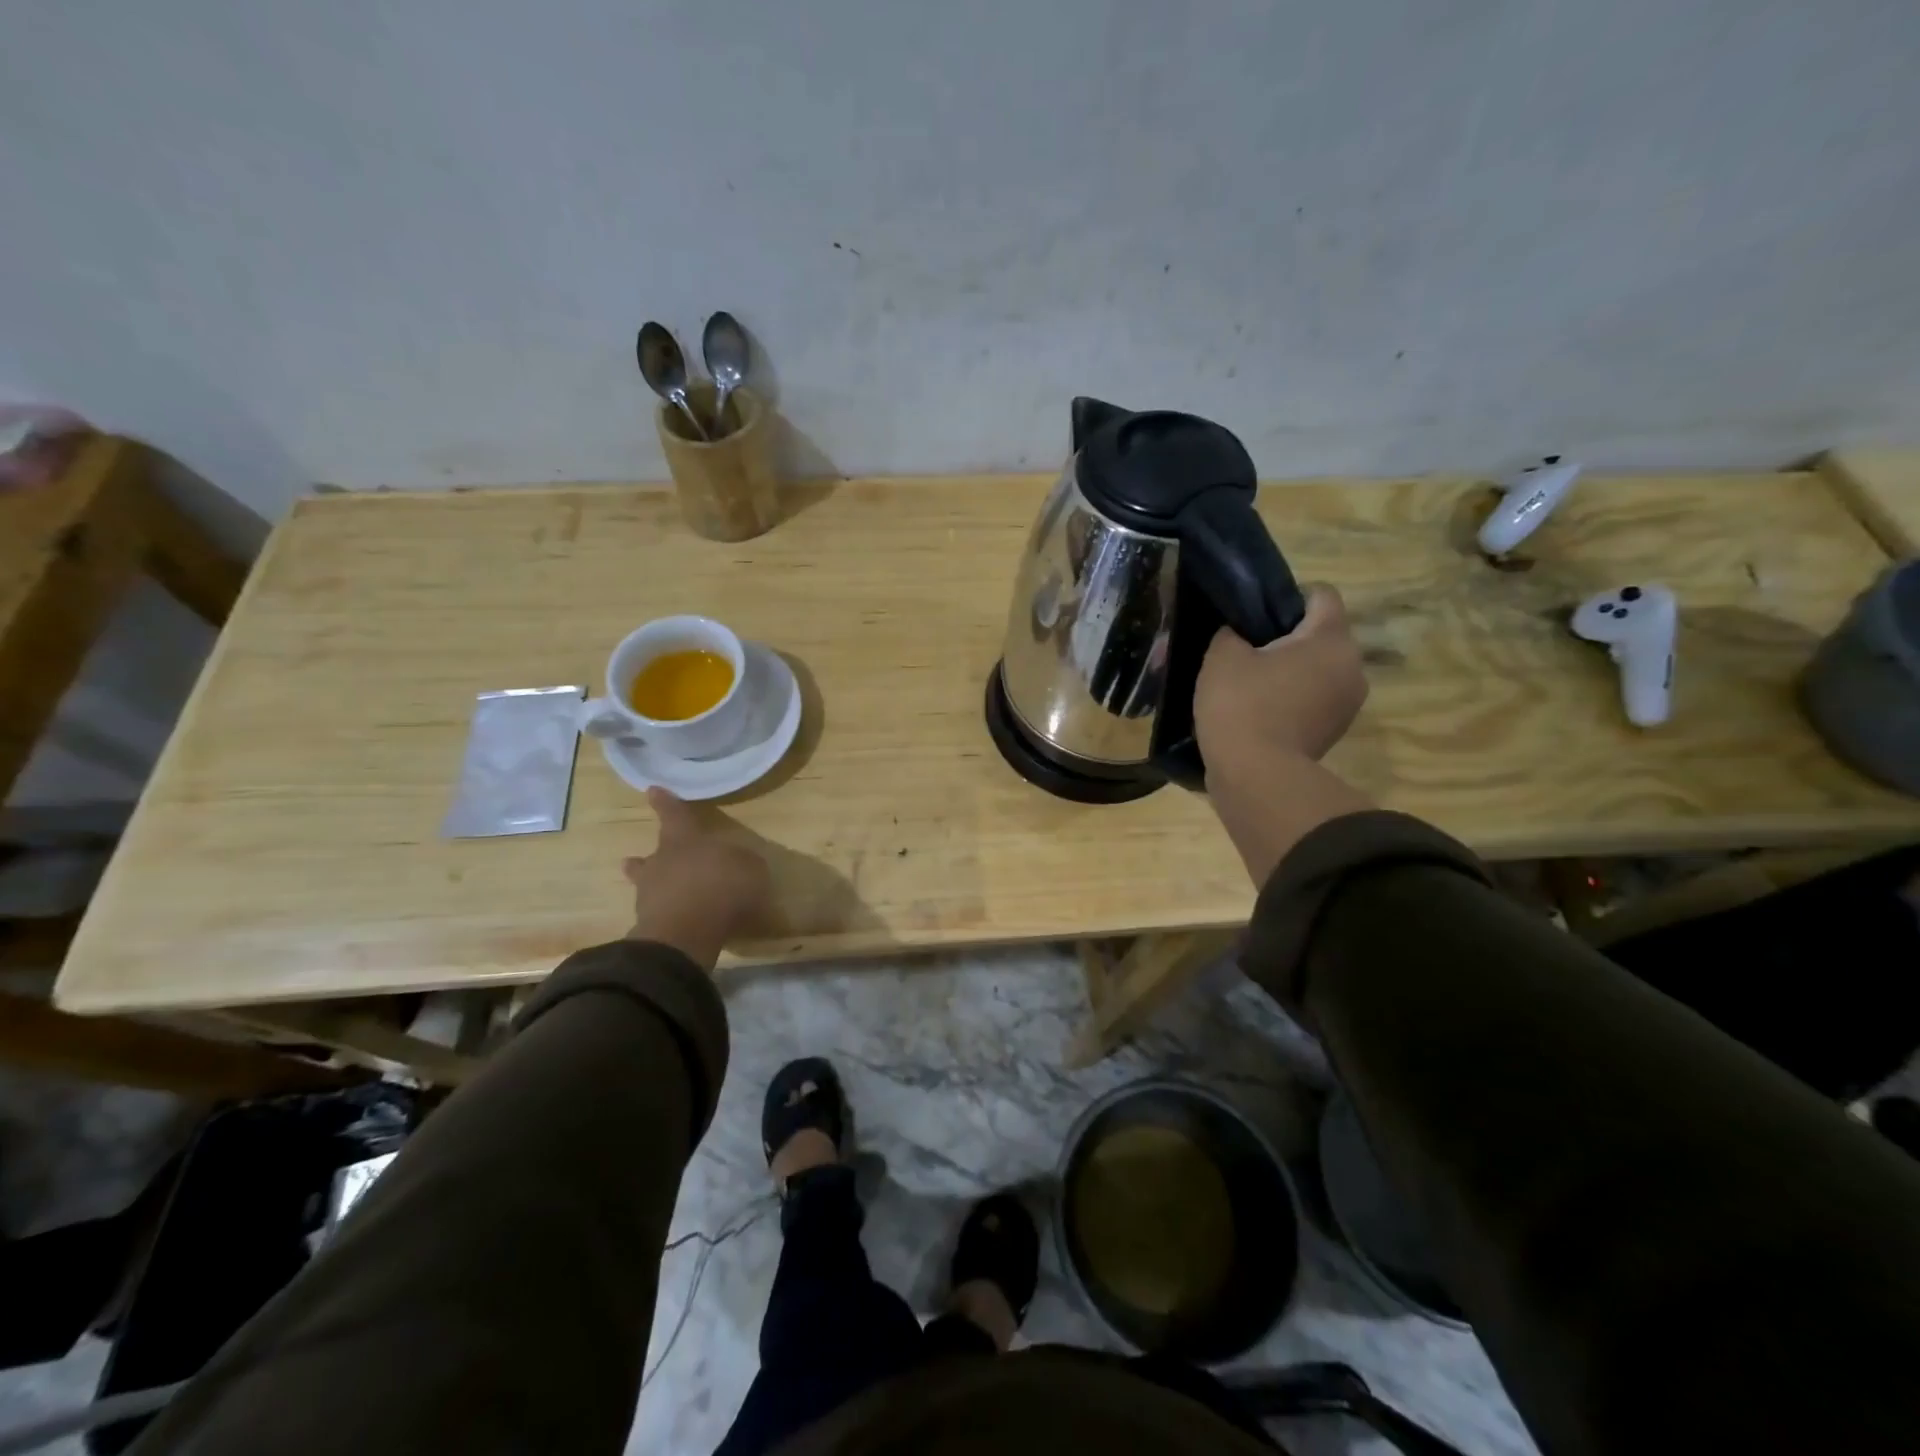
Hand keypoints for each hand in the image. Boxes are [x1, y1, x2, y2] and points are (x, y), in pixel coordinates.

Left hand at [623, 787, 772, 968]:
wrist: (686, 934)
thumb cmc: (721, 886)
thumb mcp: (750, 868)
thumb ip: (745, 863)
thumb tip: (743, 862)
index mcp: (684, 840)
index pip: (674, 815)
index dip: (666, 803)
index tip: (652, 790)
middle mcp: (661, 862)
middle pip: (653, 854)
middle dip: (649, 857)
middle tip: (636, 859)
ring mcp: (650, 896)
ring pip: (648, 885)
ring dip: (655, 888)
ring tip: (660, 894)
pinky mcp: (650, 926)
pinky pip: (660, 915)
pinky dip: (669, 916)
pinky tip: (682, 924)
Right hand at [1194, 587, 1373, 884]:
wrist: (1255, 778)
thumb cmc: (1241, 706)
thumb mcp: (1222, 656)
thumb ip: (1231, 632)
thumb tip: (1239, 633)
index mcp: (1330, 638)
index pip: (1321, 594)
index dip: (1286, 596)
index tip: (1253, 613)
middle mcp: (1352, 666)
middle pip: (1320, 635)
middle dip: (1284, 638)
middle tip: (1243, 649)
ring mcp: (1347, 703)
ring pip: (1316, 669)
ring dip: (1288, 671)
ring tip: (1247, 683)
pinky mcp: (1333, 732)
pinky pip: (1312, 699)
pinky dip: (1290, 698)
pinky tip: (1256, 710)